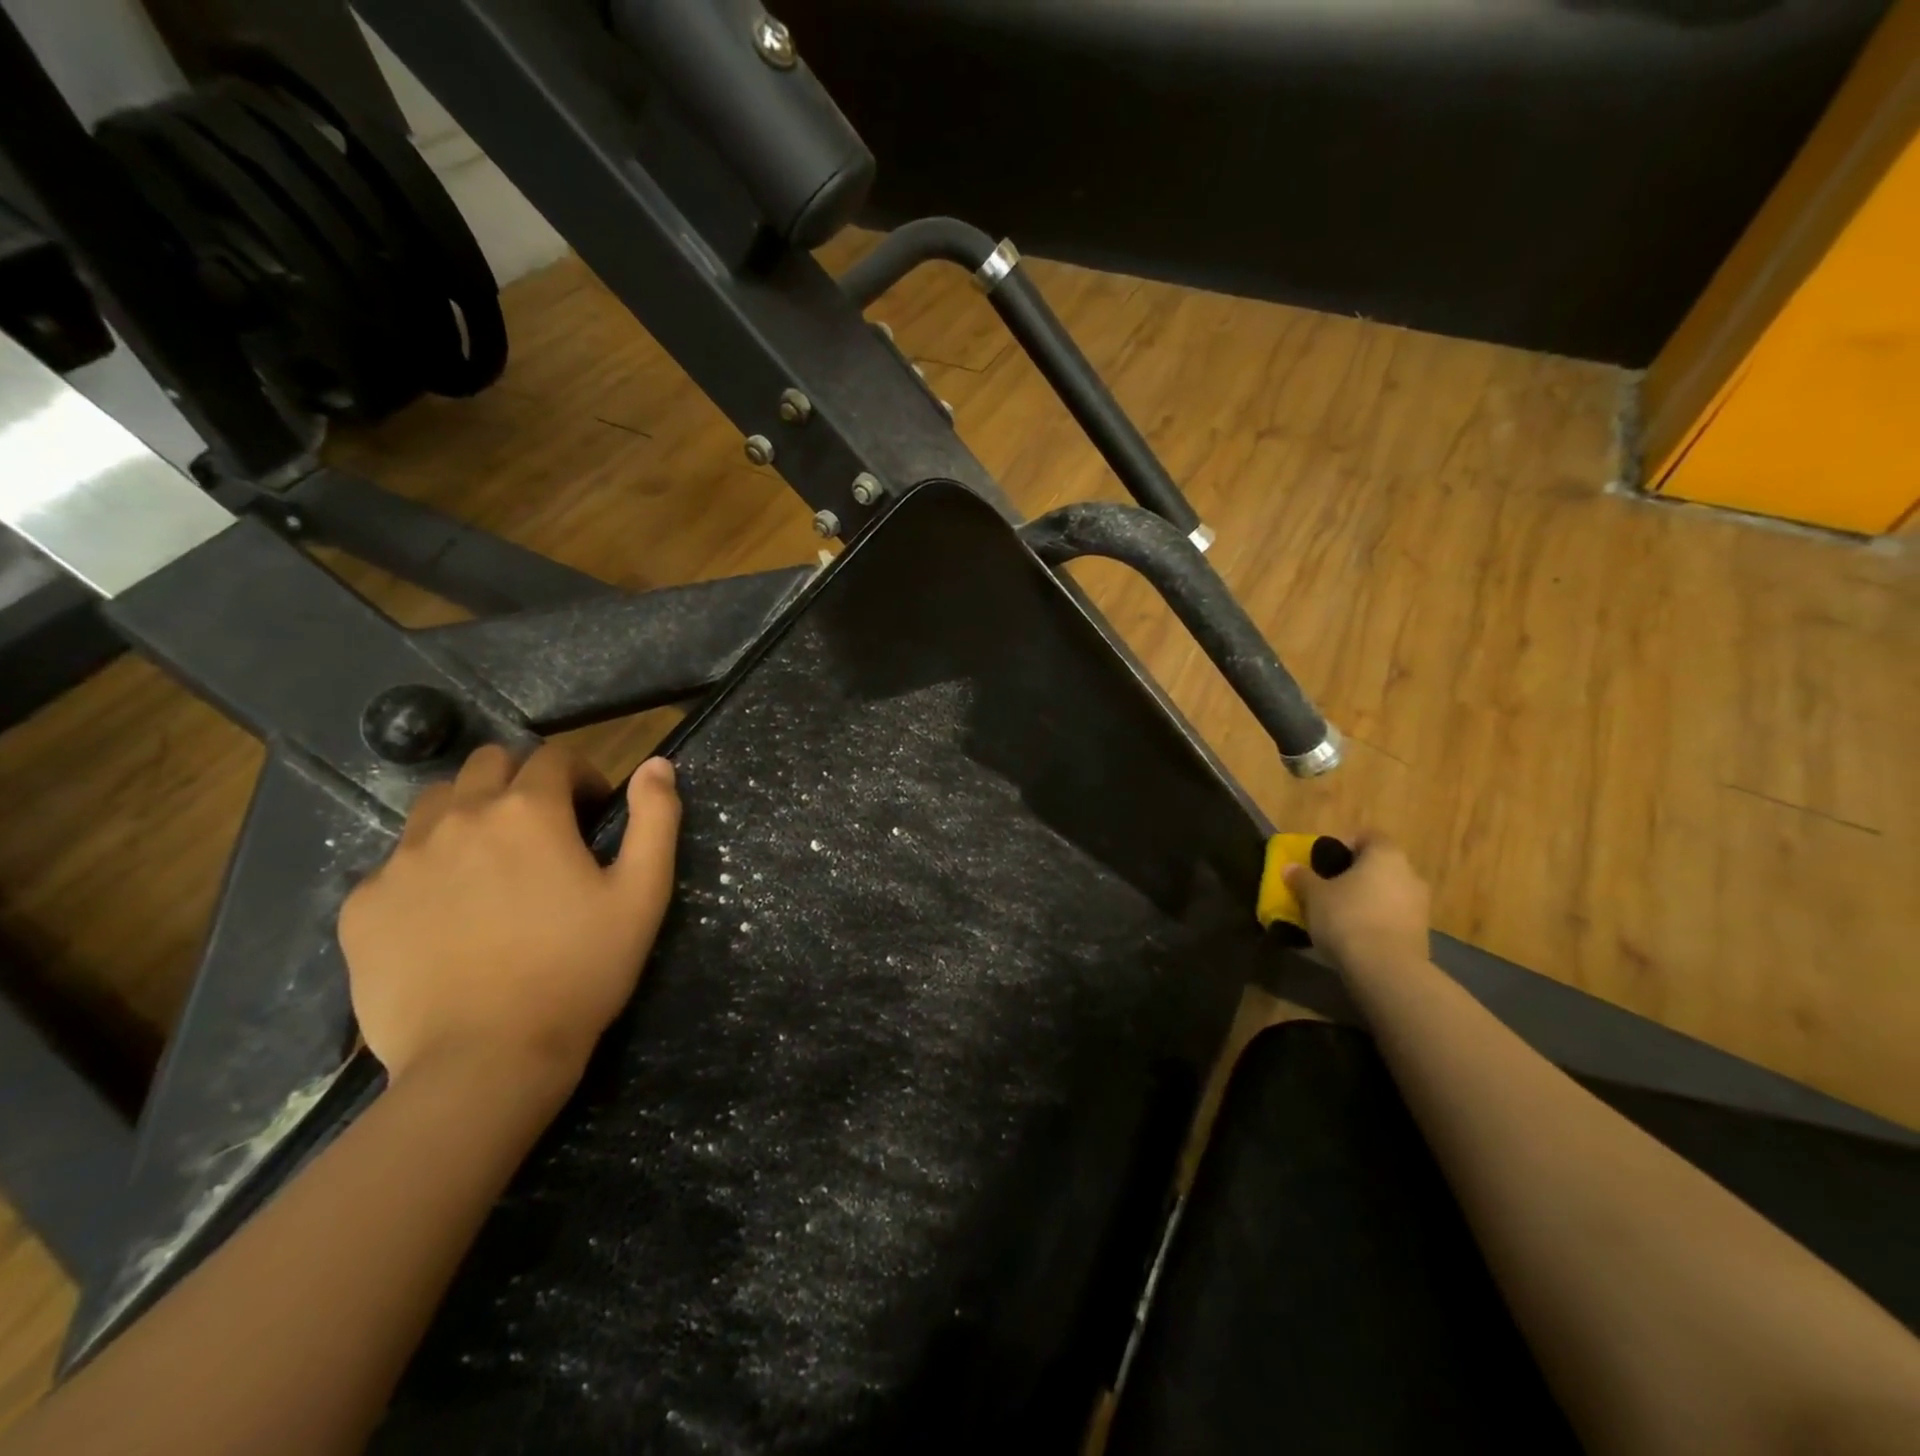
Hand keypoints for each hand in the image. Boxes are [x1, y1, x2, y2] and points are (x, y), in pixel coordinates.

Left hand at [339, 745, 680, 1093]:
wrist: (486, 1059)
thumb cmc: (580, 970)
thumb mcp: (643, 893)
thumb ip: (655, 819)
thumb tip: (657, 763)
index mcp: (528, 811)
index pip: (553, 757)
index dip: (581, 776)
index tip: (593, 812)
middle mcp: (459, 819)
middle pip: (486, 765)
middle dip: (520, 782)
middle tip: (542, 832)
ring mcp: (401, 861)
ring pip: (434, 806)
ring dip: (469, 816)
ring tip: (491, 867)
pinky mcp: (362, 906)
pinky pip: (395, 865)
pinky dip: (427, 871)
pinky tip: (448, 918)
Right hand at [1283, 833, 1430, 976]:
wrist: (1385, 969)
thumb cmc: (1347, 917)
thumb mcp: (1313, 895)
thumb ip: (1302, 878)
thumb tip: (1290, 867)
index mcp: (1385, 855)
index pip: (1368, 837)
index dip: (1345, 845)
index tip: (1324, 862)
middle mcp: (1409, 874)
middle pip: (1379, 867)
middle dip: (1355, 876)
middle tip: (1328, 889)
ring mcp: (1420, 906)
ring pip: (1387, 894)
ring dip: (1366, 900)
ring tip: (1339, 916)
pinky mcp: (1421, 935)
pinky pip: (1393, 918)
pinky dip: (1376, 922)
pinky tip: (1355, 936)